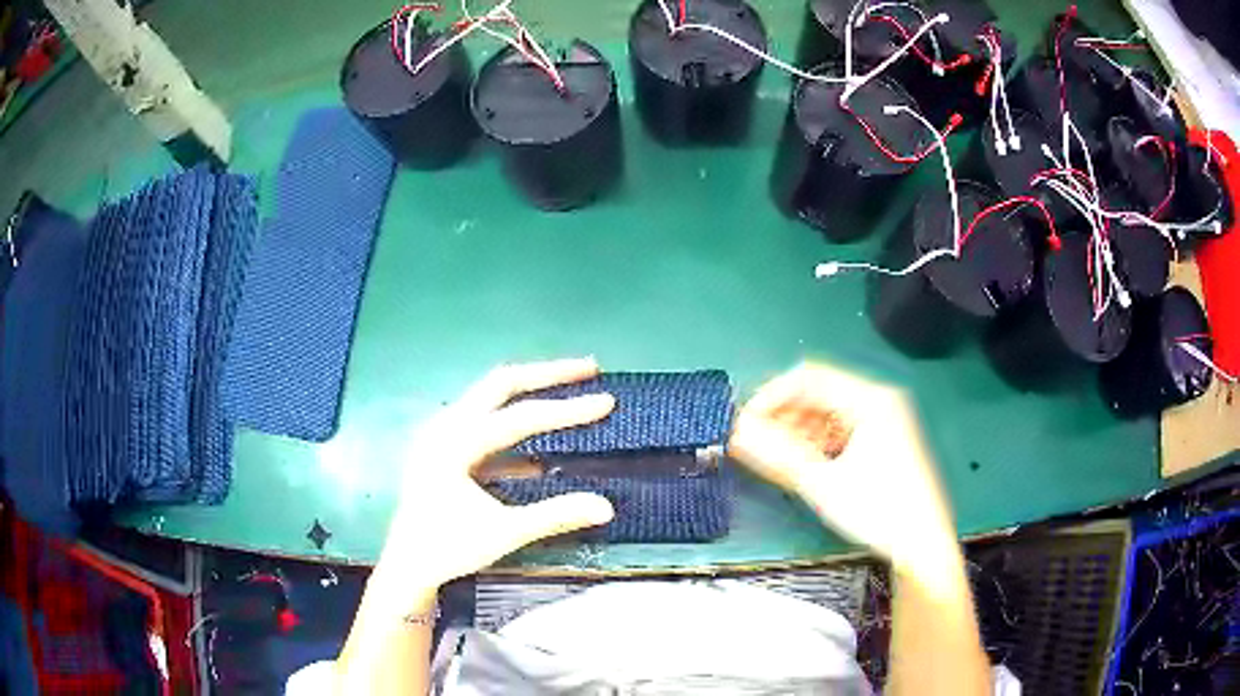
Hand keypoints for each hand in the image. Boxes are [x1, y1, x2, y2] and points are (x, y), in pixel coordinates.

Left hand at [377, 358, 615, 595]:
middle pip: (501, 384)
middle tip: (589, 369)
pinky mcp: (445, 451)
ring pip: (492, 400)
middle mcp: (446, 427)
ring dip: (530, 394)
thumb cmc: (449, 548)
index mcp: (456, 442)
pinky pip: (485, 427)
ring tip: (567, 391)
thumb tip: (606, 506)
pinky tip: (539, 452)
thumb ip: (555, 515)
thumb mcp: (504, 533)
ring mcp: (442, 436)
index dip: (567, 410)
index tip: (606, 401)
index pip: (521, 417)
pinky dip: (514, 429)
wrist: (408, 567)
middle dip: (547, 374)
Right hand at [729, 363, 957, 574]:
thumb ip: (777, 455)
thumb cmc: (878, 511)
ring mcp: (883, 420)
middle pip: (819, 392)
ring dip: (797, 429)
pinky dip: (816, 441)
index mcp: (871, 399)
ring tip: (772, 456)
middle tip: (754, 442)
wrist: (922, 545)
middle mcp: (879, 400)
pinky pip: (840, 428)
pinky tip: (801, 462)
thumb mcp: (823, 484)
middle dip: (783, 415)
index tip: (744, 424)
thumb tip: (737, 434)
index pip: (808, 378)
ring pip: (828, 411)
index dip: (771, 396)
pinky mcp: (883, 440)